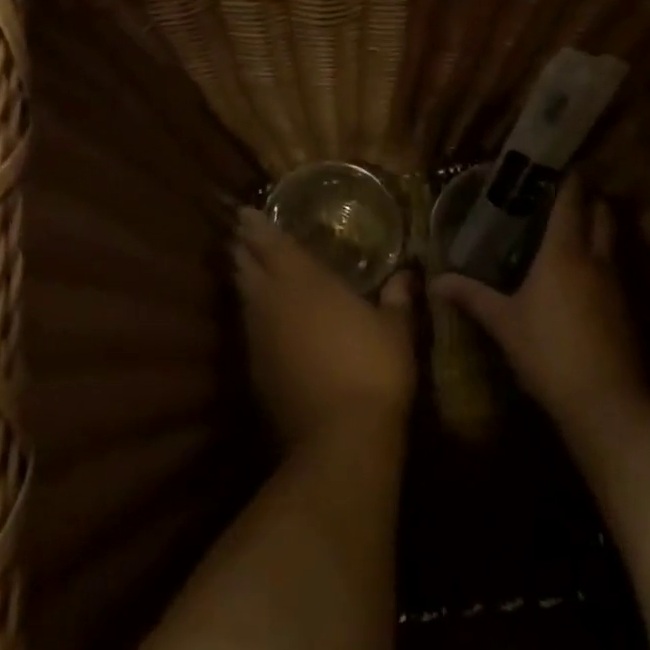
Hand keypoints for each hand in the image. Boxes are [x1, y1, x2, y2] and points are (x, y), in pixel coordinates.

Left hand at [233, 207, 416, 447]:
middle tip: (242, 235)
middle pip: (245, 266)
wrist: (339, 437)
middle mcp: (273, 302)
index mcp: (305, 282)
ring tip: (247, 268)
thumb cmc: (373, 369)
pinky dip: (253, 316)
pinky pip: (249, 330)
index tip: (246, 212)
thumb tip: (408, 275)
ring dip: (244, 280)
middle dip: (243, 249)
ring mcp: (259, 338)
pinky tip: (264, 320)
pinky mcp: (255, 370)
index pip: (271, 243)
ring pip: (243, 298)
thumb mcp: (396, 329)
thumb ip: (398, 298)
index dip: (256, 226)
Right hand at [432, 180, 648, 435]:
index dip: (568, 180)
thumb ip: (471, 296)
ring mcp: (616, 283)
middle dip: (589, 199)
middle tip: (563, 195)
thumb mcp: (503, 323)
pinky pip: (613, 269)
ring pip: (611, 241)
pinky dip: (600, 259)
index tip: (558, 165)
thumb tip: (434, 281)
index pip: (571, 202)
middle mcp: (595, 259)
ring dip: (597, 228)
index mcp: (563, 253)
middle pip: (602, 214)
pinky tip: (581, 276)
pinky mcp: (625, 308)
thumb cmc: (547, 351)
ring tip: (570, 229)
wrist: (604, 400)